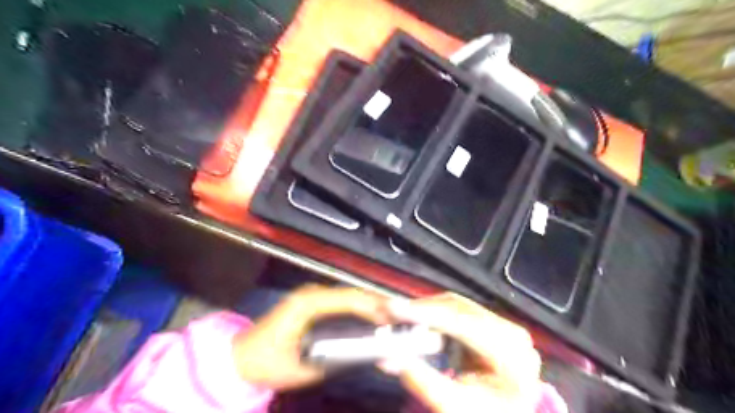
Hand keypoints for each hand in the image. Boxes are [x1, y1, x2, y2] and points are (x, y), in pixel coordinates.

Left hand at [231, 284, 389, 390]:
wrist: (238, 358)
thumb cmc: (267, 363)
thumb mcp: (303, 368)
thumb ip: (337, 358)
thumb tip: (368, 352)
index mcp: (307, 303)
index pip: (348, 299)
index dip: (374, 305)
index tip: (395, 315)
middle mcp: (311, 294)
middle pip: (352, 294)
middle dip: (377, 303)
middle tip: (401, 316)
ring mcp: (311, 296)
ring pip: (348, 296)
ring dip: (370, 305)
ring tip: (392, 317)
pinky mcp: (312, 303)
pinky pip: (341, 302)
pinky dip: (359, 309)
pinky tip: (371, 318)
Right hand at [382, 294, 540, 412]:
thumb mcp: (454, 407)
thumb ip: (424, 382)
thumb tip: (392, 357)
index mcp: (513, 356)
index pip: (465, 325)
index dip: (428, 314)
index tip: (395, 310)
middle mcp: (513, 334)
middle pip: (460, 310)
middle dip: (423, 310)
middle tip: (392, 311)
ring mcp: (503, 326)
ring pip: (457, 306)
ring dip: (427, 310)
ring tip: (401, 316)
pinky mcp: (491, 325)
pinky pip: (457, 311)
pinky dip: (435, 315)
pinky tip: (418, 319)